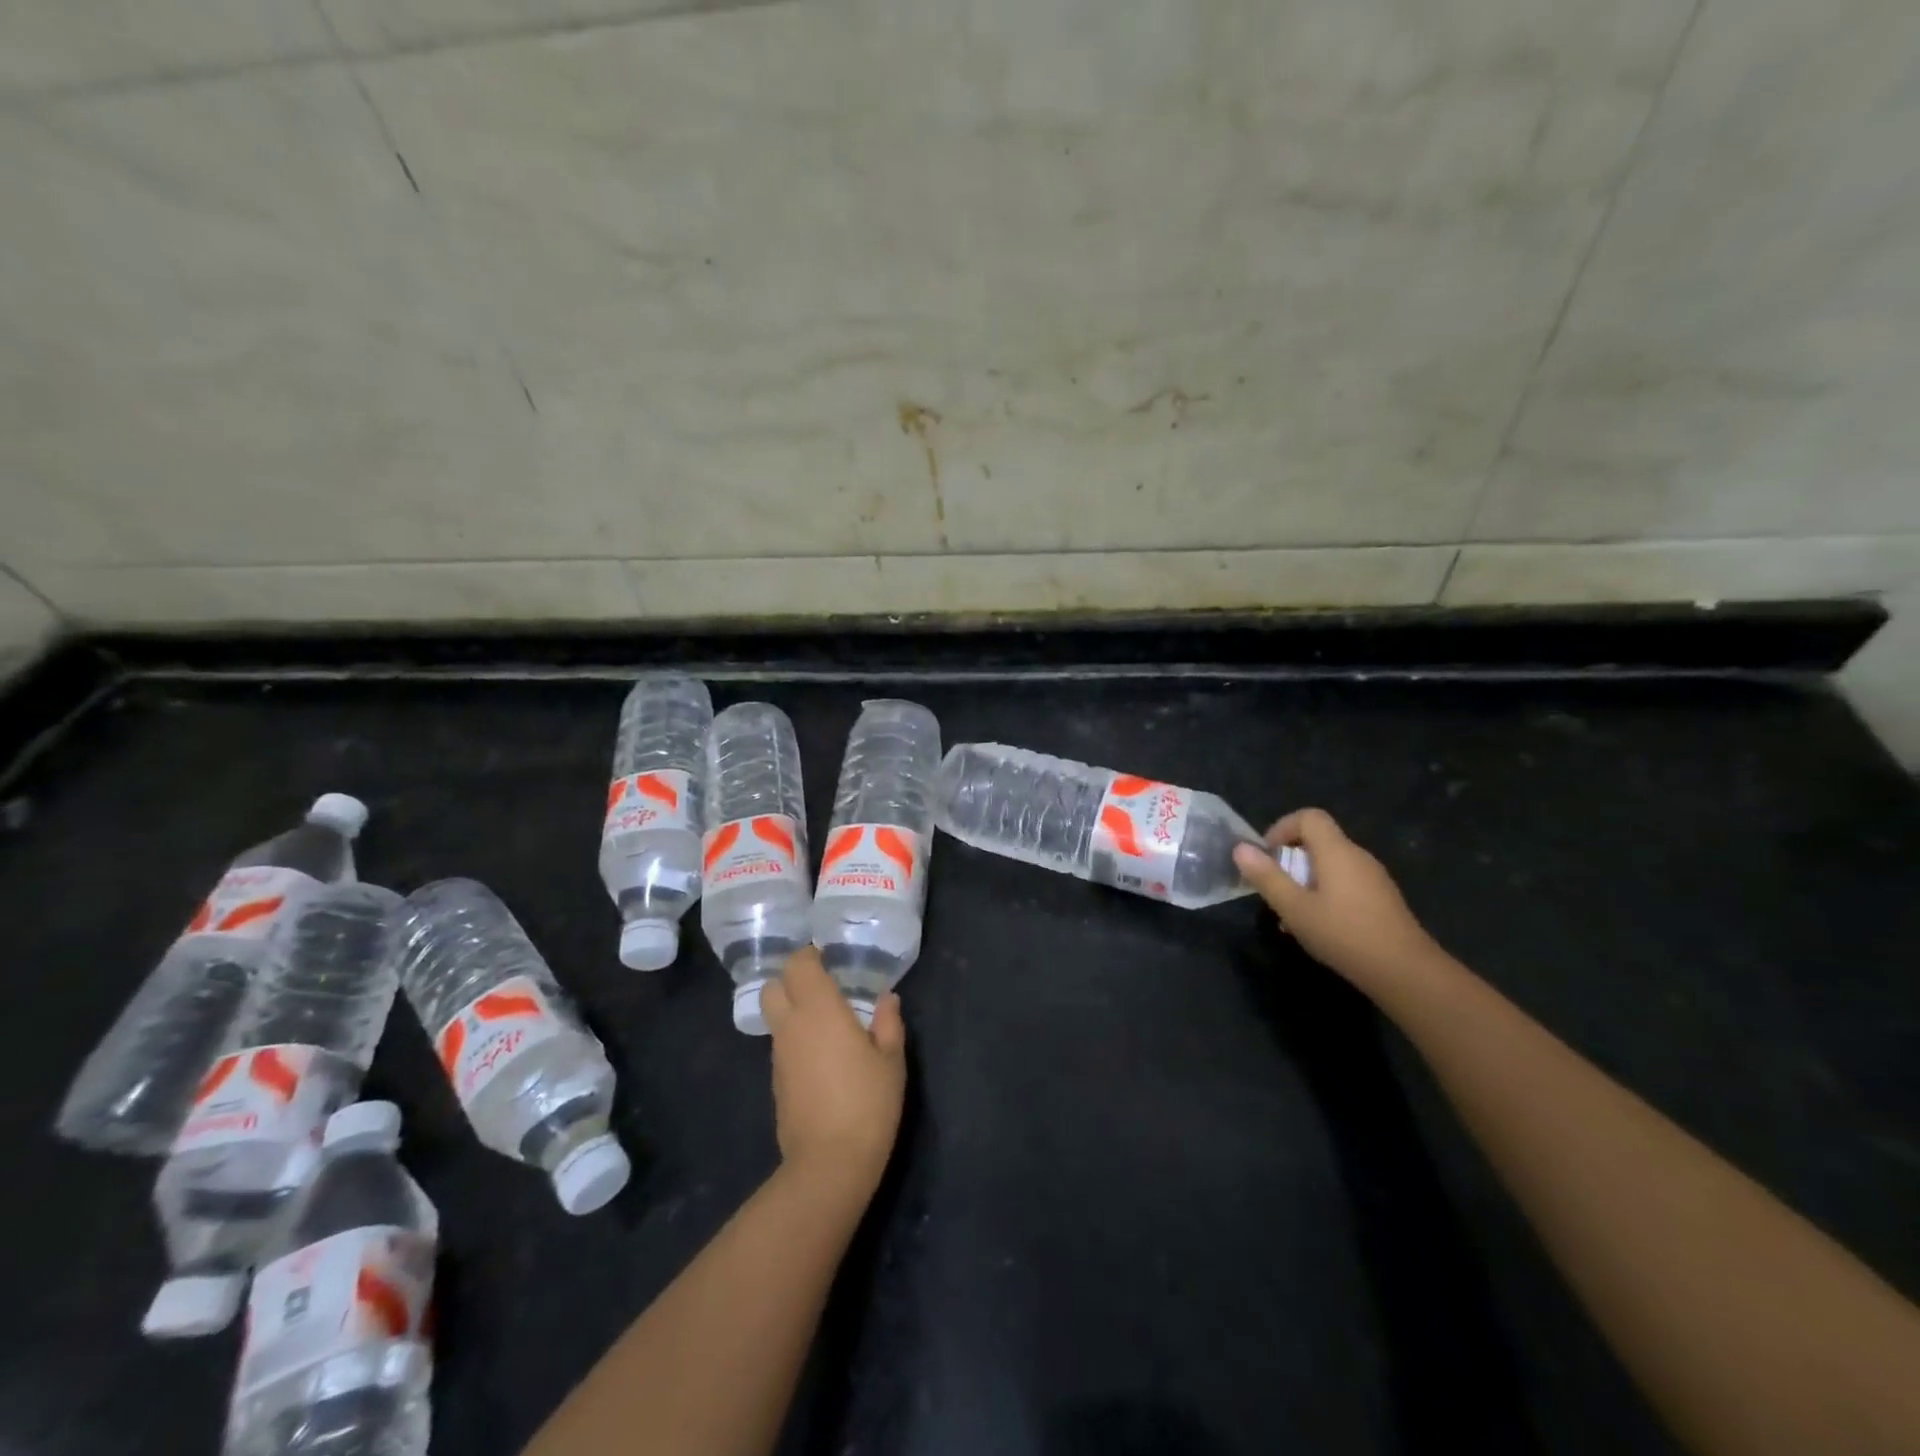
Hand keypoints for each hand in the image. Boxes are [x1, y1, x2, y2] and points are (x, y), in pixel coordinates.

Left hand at [760, 947, 906, 1196]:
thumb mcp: (891, 1061)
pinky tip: (821, 1057)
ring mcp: (779, 1055)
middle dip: (792, 980)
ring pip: (776, 1017)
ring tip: (827, 1023)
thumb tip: (886, 998)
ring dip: (794, 1011)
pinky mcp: (776, 1081)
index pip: (797, 965)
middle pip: (773, 986)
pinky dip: (796, 1039)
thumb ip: (888, 1023)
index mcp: (820, 1010)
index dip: (809, 956)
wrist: (829, 1164)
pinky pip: (781, 1045)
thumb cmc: (867, 1103)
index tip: (829, 959)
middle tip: (823, 987)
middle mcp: (792, 1026)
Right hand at [1232, 808, 1441, 991]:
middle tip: (1276, 891)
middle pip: (1318, 841)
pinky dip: (1325, 894)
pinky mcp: (1382, 899)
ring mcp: (1374, 878)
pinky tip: (1319, 927)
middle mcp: (1358, 856)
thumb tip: (1240, 848)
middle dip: (1290, 861)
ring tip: (1292, 915)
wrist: (1406, 972)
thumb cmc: (1344, 934)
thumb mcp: (1295, 908)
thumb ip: (1267, 877)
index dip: (1282, 828)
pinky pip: (1345, 883)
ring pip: (1330, 865)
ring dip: (1305, 881)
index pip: (1309, 817)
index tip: (1267, 857)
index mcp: (1337, 851)